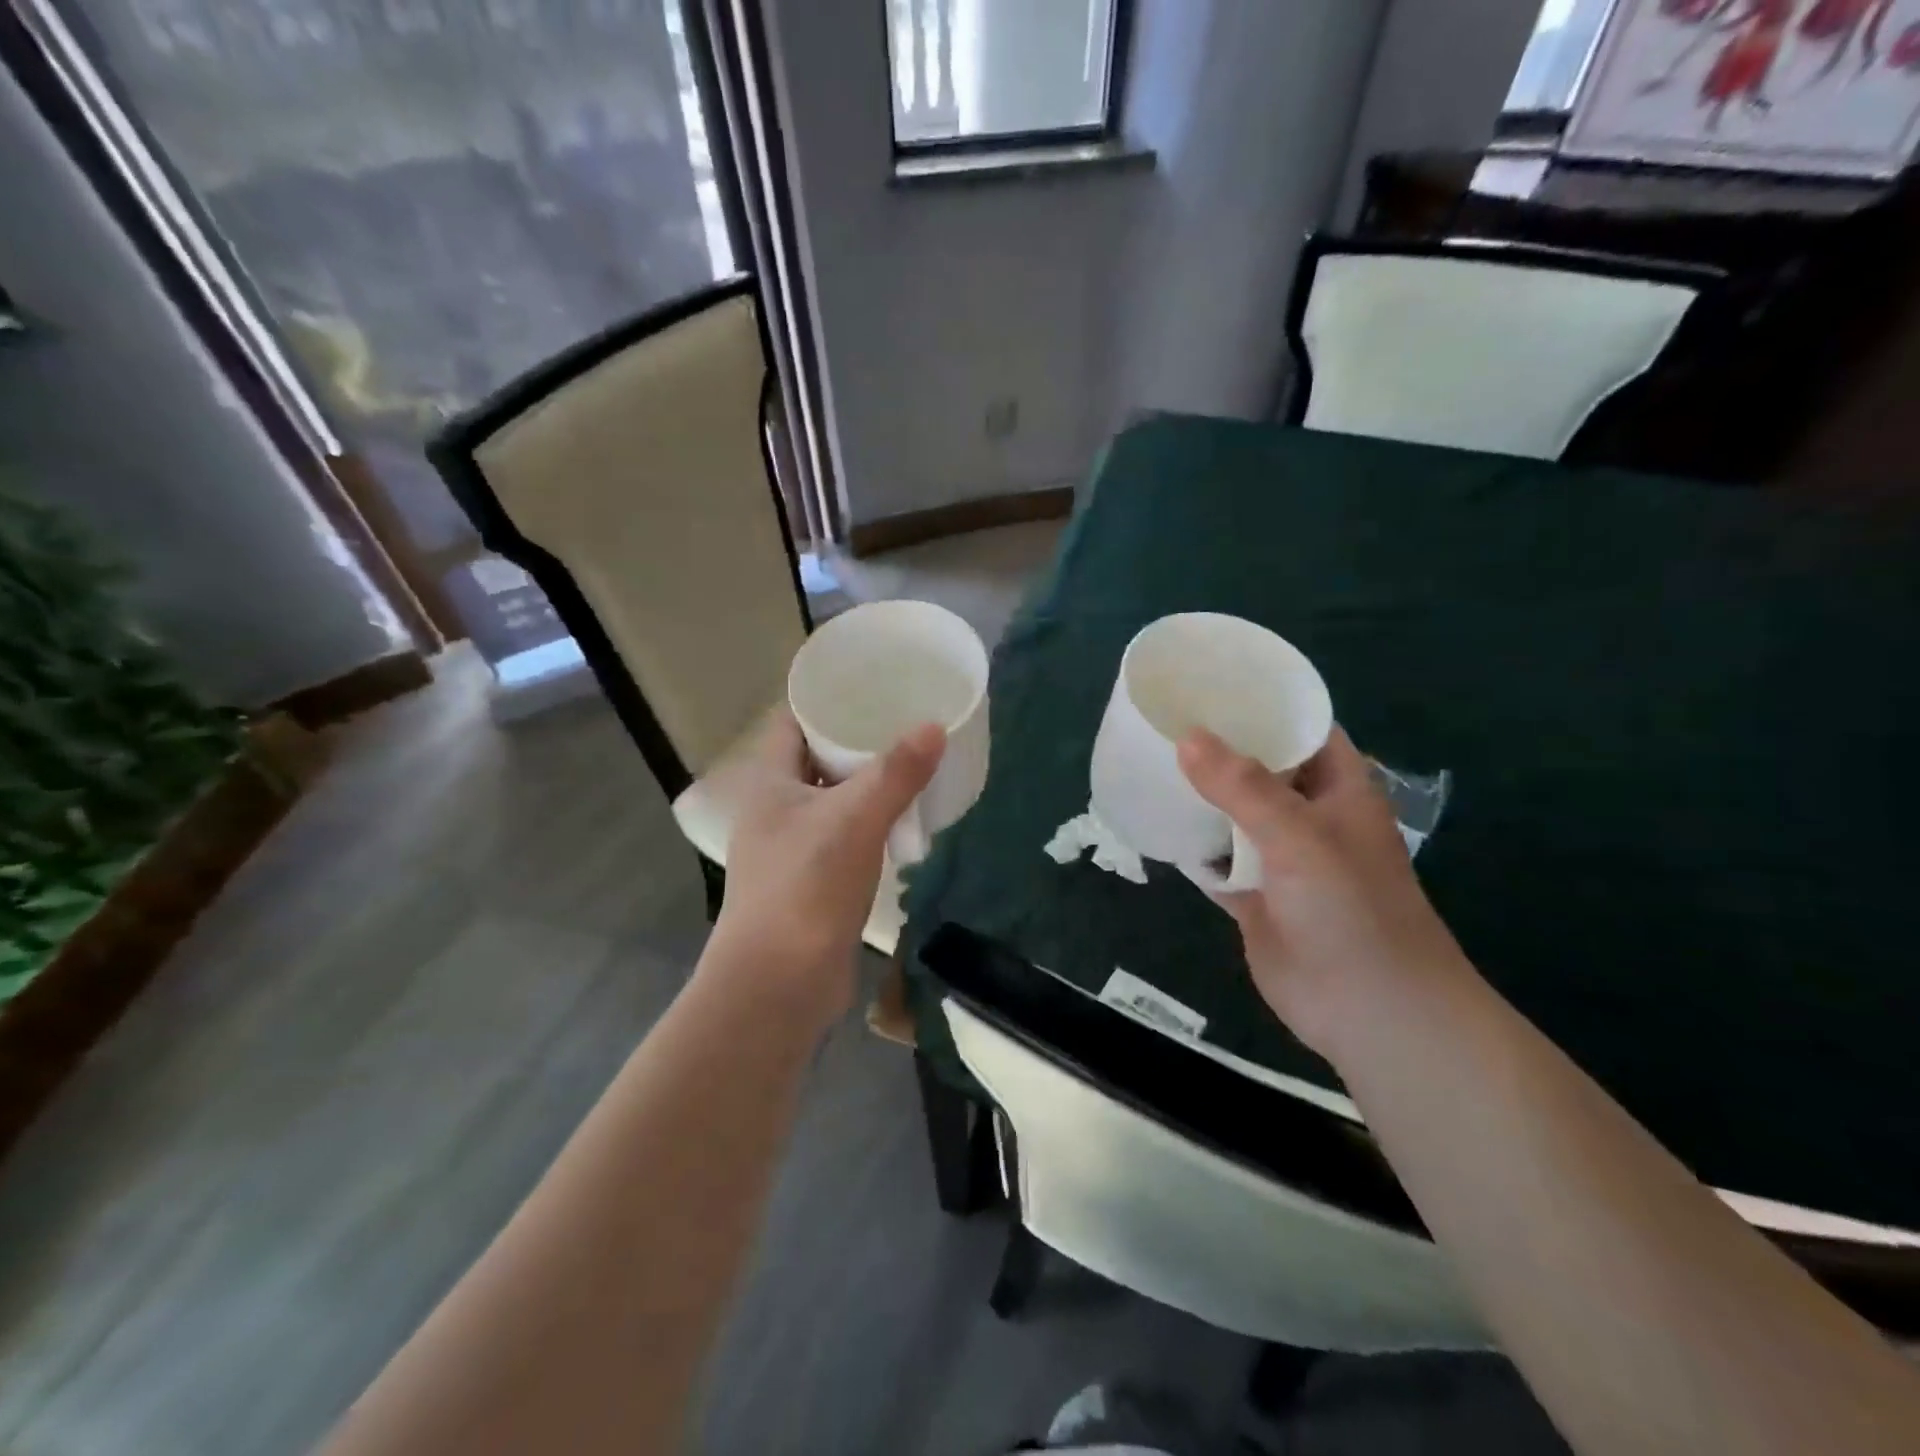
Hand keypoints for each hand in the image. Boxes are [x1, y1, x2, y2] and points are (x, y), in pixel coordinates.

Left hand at [705, 709, 943, 1019]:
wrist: (779, 985)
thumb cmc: (805, 887)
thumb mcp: (854, 820)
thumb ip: (895, 773)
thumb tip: (935, 726)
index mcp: (771, 784)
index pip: (793, 723)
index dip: (826, 700)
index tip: (871, 684)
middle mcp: (776, 811)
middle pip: (816, 760)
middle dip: (857, 742)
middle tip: (905, 721)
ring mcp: (792, 849)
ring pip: (834, 801)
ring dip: (867, 786)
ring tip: (913, 763)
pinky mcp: (813, 882)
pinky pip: (846, 838)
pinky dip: (872, 825)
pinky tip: (904, 821)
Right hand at [1177, 727, 1468, 1059]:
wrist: (1368, 1010)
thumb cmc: (1351, 907)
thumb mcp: (1300, 836)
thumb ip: (1243, 787)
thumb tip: (1186, 738)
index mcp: (1338, 787)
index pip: (1301, 727)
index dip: (1263, 702)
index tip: (1211, 681)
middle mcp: (1309, 814)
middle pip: (1259, 768)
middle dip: (1218, 747)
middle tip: (1162, 718)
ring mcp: (1279, 857)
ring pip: (1232, 813)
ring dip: (1199, 796)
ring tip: (1148, 761)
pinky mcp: (1253, 894)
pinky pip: (1215, 859)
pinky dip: (1190, 846)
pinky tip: (1153, 824)